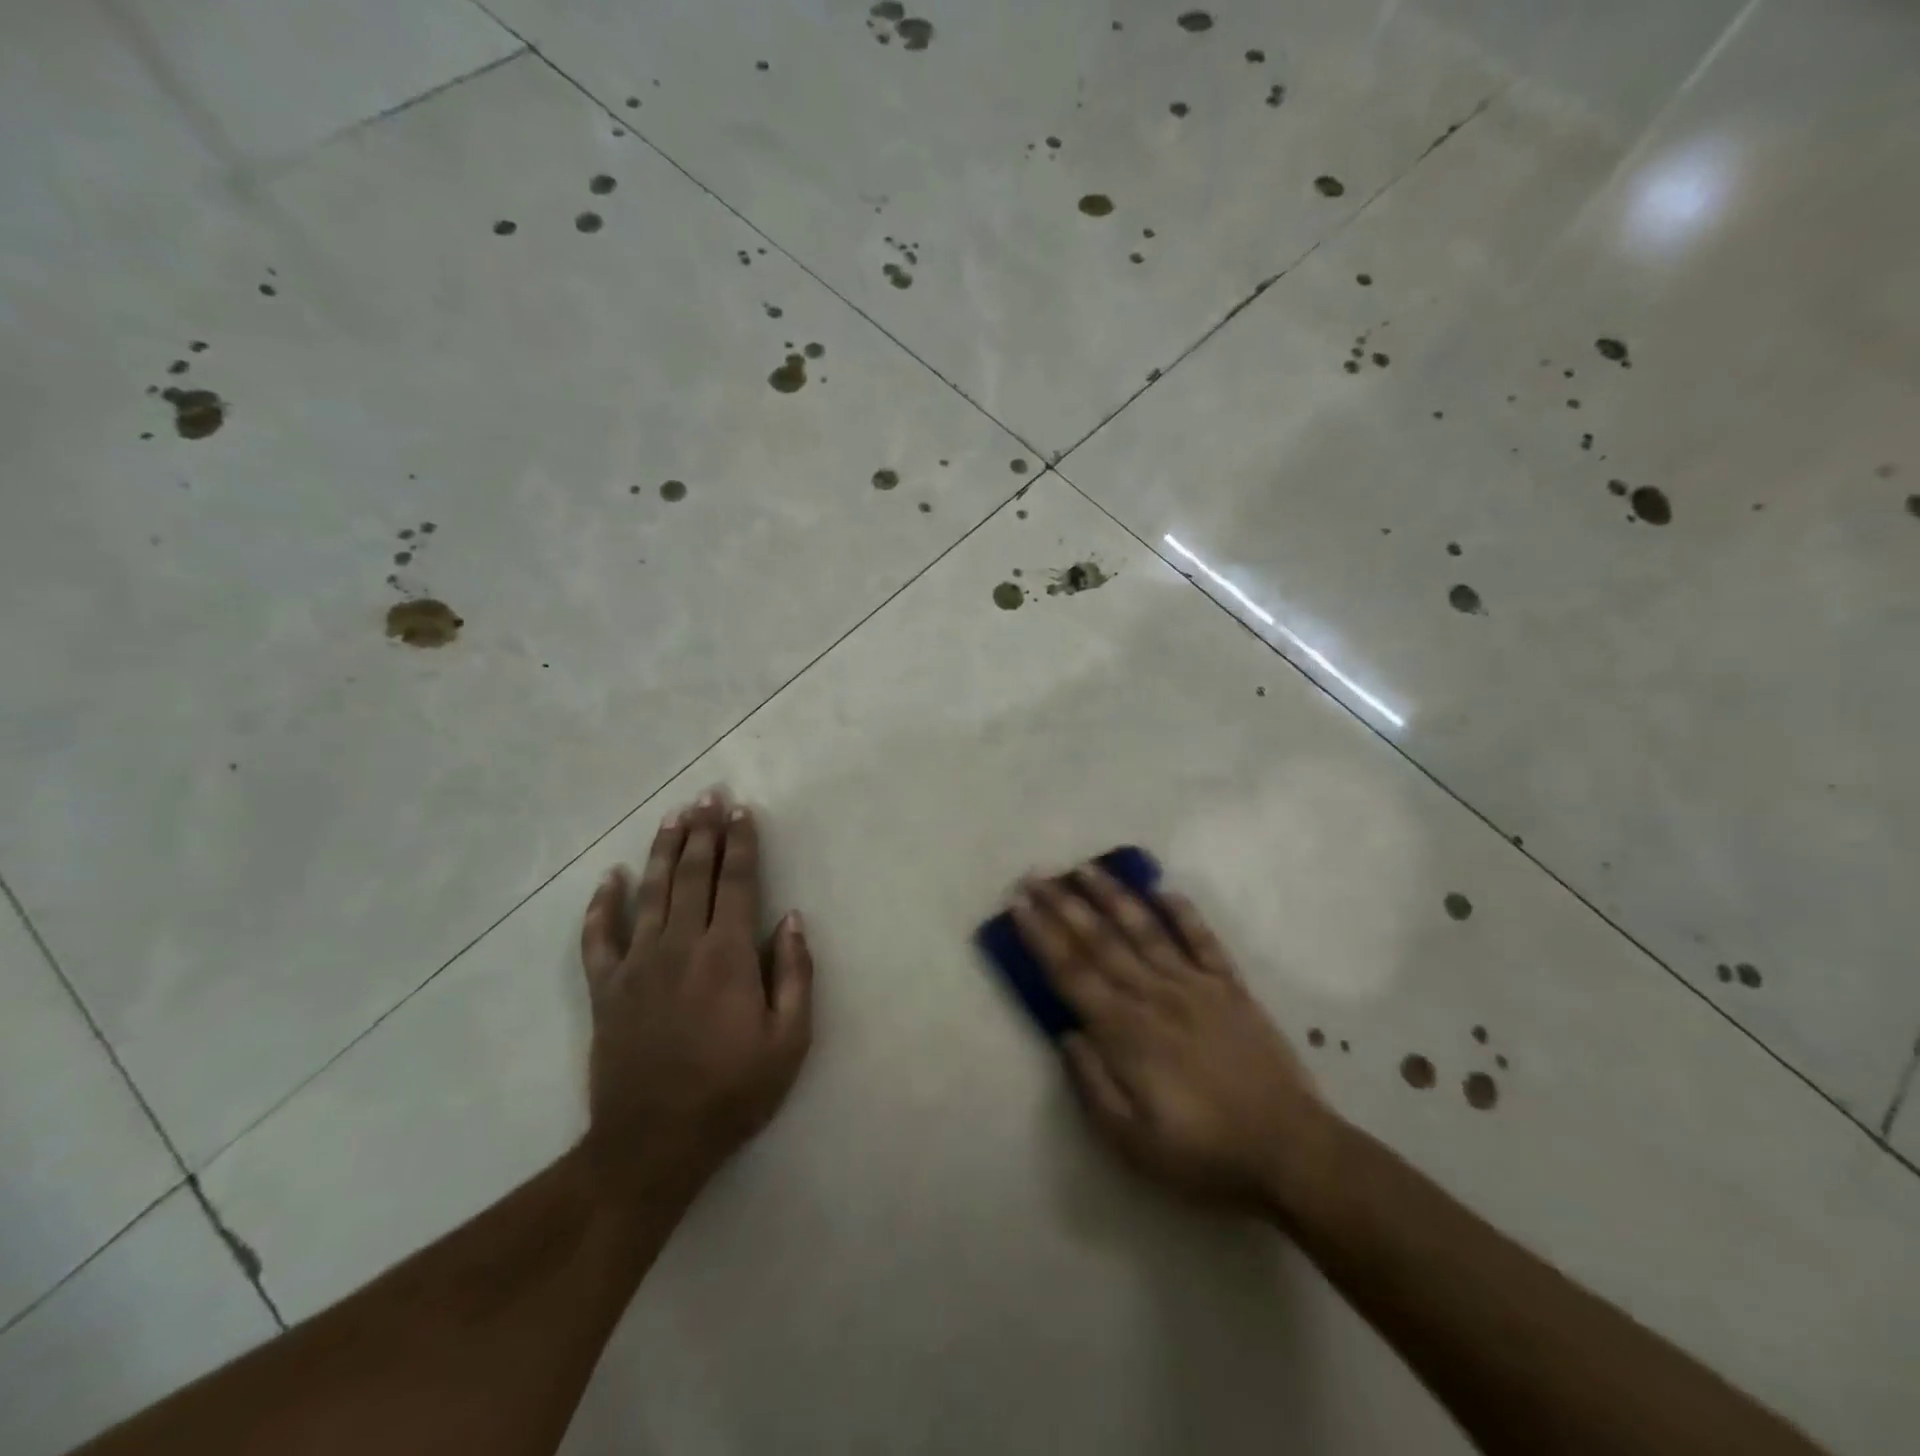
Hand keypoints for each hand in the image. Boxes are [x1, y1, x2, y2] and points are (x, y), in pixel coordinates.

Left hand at [578, 791, 813, 1203]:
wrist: (653, 1144)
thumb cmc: (732, 1092)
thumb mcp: (789, 1041)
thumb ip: (795, 975)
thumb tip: (791, 920)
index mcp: (728, 956)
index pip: (737, 882)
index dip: (741, 843)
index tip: (741, 811)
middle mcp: (681, 946)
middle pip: (693, 874)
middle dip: (704, 831)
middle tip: (708, 795)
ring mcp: (637, 965)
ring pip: (650, 892)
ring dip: (663, 850)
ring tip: (673, 816)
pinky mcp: (606, 989)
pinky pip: (598, 937)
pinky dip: (602, 904)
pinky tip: (609, 877)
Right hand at [1010, 864, 1328, 1211]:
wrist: (1291, 1151)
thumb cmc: (1204, 1154)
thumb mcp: (1132, 1142)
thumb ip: (1093, 1085)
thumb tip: (1067, 1035)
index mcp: (1125, 1032)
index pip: (1071, 973)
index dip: (1041, 936)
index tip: (1019, 905)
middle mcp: (1154, 995)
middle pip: (1100, 941)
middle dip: (1063, 905)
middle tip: (1037, 874)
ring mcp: (1196, 986)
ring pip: (1146, 929)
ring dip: (1113, 896)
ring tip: (1086, 868)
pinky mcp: (1231, 987)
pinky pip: (1204, 941)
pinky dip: (1184, 913)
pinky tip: (1165, 890)